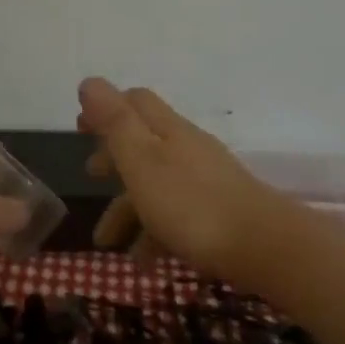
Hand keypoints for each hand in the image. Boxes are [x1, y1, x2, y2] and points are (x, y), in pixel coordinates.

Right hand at [77, 77, 292, 279]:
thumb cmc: (190, 204)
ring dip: (127, 209)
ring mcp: (206, 181)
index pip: (136, 102)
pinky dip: (154, 234)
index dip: (106, 108)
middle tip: (90, 176)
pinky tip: (143, 262)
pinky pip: (176, 217)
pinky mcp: (219, 213)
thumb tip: (89, 81)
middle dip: (113, 158)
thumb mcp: (142, 160)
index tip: (80, 127)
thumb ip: (115, 122)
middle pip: (144, 143)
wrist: (264, 248)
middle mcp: (188, 149)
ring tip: (107, 243)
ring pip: (156, 185)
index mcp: (168, 130)